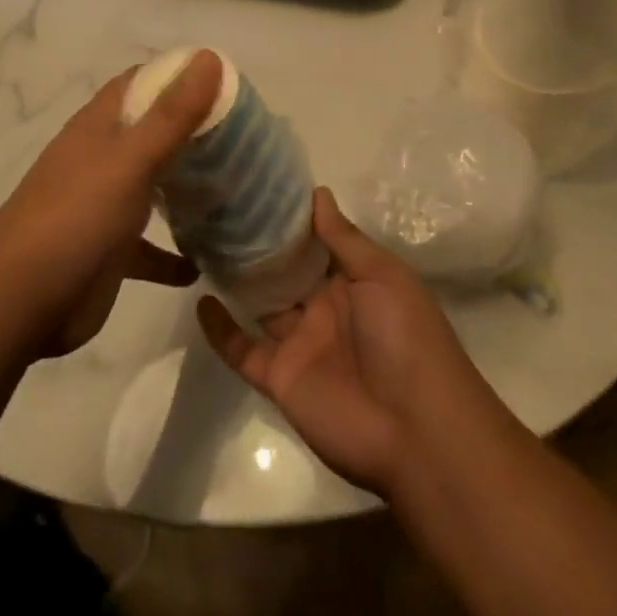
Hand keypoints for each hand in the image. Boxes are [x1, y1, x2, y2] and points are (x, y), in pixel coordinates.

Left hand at [0, 51, 222, 357]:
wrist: (17, 303)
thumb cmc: (76, 217)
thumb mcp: (130, 159)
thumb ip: (172, 113)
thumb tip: (209, 56)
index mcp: (100, 125)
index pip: (141, 82)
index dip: (179, 75)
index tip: (227, 83)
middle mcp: (101, 158)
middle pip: (151, 132)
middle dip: (192, 131)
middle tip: (245, 136)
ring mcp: (103, 205)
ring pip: (152, 186)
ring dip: (186, 187)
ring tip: (234, 189)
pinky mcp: (108, 252)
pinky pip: (148, 248)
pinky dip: (172, 254)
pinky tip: (202, 265)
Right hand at [197, 187, 489, 495]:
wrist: (415, 430)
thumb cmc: (406, 337)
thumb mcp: (383, 276)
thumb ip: (345, 238)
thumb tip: (317, 194)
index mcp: (352, 281)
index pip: (316, 242)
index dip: (291, 218)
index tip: (258, 185)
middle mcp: (324, 307)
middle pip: (285, 270)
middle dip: (259, 244)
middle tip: (220, 206)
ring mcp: (301, 343)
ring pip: (261, 304)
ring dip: (238, 279)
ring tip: (203, 243)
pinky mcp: (280, 378)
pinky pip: (244, 350)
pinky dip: (221, 331)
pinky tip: (201, 301)